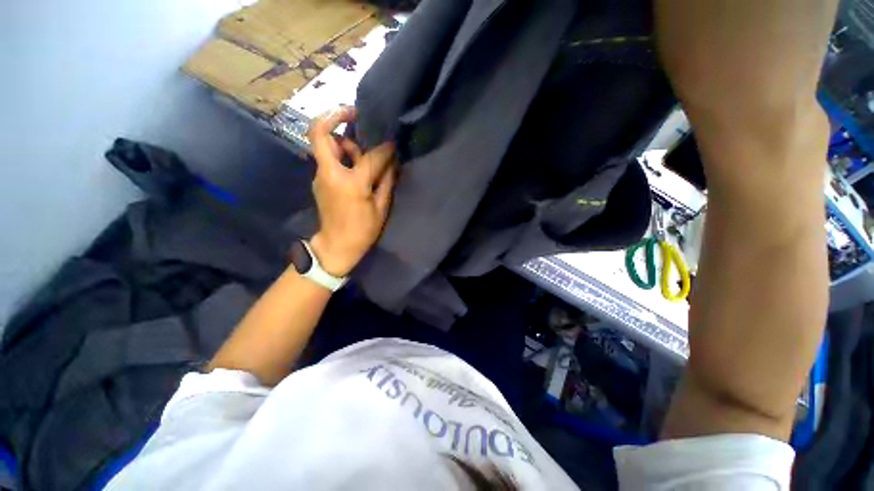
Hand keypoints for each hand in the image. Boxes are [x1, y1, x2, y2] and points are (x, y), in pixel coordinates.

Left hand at [307, 107, 396, 276]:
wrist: (336, 246)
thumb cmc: (362, 230)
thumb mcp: (381, 208)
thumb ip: (386, 181)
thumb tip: (392, 161)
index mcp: (350, 182)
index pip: (369, 156)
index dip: (384, 148)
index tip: (393, 143)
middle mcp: (330, 173)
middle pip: (321, 134)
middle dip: (334, 116)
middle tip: (353, 111)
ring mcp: (321, 176)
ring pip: (325, 145)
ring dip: (342, 140)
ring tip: (361, 149)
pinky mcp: (319, 181)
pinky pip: (329, 159)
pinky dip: (341, 154)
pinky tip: (355, 164)